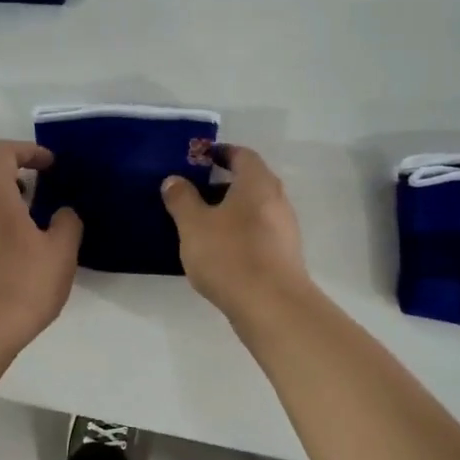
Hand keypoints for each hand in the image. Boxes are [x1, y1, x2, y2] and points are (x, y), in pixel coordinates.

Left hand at [0, 140, 81, 353]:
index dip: (27, 150)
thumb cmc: (22, 284)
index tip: (50, 166)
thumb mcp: (61, 252)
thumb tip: (62, 213)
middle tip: (30, 197)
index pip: (0, 152)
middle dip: (4, 180)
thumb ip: (66, 224)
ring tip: (26, 229)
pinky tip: (14, 256)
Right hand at [161, 145, 312, 318]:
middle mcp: (277, 200)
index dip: (221, 153)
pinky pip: (259, 233)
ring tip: (202, 224)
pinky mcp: (285, 255)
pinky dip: (240, 232)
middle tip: (195, 192)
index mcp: (257, 183)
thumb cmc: (229, 255)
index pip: (242, 155)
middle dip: (223, 184)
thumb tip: (174, 180)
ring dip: (232, 211)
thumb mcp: (193, 224)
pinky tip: (220, 250)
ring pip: (255, 209)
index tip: (200, 159)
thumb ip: (182, 199)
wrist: (271, 305)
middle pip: (251, 182)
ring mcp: (285, 229)